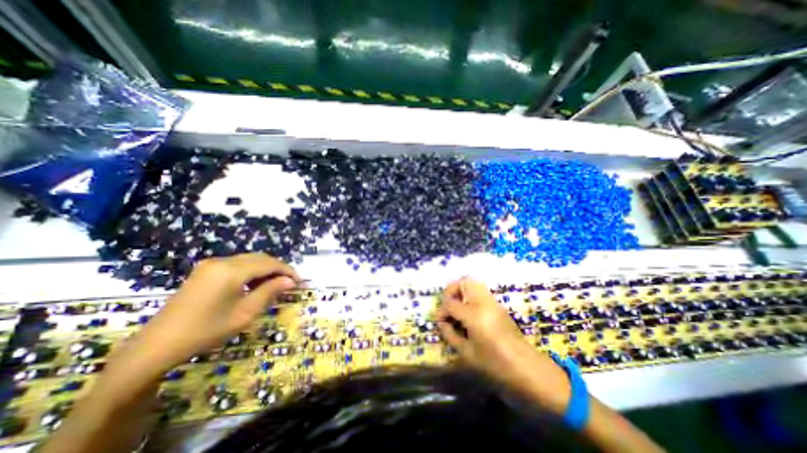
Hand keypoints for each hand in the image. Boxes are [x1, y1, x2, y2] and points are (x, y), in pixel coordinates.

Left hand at [126, 253, 301, 370]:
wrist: (156, 346)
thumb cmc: (206, 331)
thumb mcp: (245, 313)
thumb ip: (270, 292)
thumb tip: (290, 281)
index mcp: (231, 270)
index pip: (269, 263)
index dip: (288, 270)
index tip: (300, 281)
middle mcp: (222, 261)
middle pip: (260, 258)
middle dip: (278, 269)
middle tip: (291, 283)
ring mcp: (211, 264)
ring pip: (249, 260)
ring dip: (266, 269)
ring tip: (276, 285)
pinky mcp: (205, 271)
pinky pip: (237, 265)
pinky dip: (251, 271)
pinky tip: (255, 284)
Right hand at [435, 275, 572, 409]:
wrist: (527, 368)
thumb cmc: (495, 365)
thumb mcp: (467, 353)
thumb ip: (450, 334)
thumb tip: (441, 322)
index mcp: (474, 314)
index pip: (450, 303)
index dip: (442, 310)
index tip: (439, 320)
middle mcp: (483, 302)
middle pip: (463, 282)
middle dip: (451, 290)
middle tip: (448, 305)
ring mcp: (493, 301)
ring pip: (473, 283)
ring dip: (461, 291)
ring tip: (457, 308)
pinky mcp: (499, 305)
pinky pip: (481, 291)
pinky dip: (471, 295)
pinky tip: (469, 312)